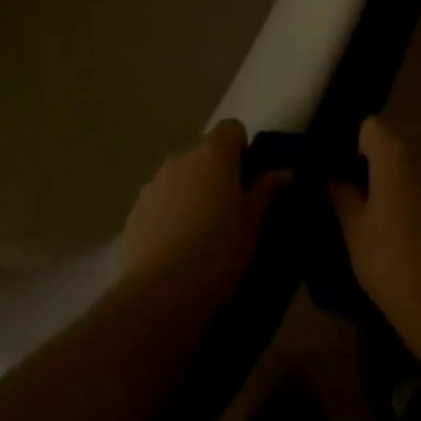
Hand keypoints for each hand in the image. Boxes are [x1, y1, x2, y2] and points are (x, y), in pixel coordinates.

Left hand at [118, 120, 289, 305]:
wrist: (162, 293)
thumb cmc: (219, 251)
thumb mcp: (253, 224)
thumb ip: (266, 191)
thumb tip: (285, 172)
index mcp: (213, 154)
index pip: (232, 128)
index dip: (242, 149)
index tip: (248, 180)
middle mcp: (181, 158)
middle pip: (204, 152)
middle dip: (216, 172)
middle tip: (229, 209)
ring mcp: (153, 183)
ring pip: (180, 176)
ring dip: (191, 191)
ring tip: (200, 232)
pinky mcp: (134, 210)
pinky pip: (160, 201)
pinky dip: (169, 213)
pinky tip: (176, 247)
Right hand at [329, 117, 420, 327]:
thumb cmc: (390, 260)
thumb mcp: (354, 229)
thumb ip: (342, 196)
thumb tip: (332, 178)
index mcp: (393, 160)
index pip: (371, 127)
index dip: (351, 142)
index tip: (335, 167)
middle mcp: (418, 166)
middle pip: (388, 149)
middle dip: (365, 165)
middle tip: (342, 192)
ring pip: (402, 174)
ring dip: (383, 186)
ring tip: (363, 216)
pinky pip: (416, 196)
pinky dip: (400, 204)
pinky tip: (388, 234)